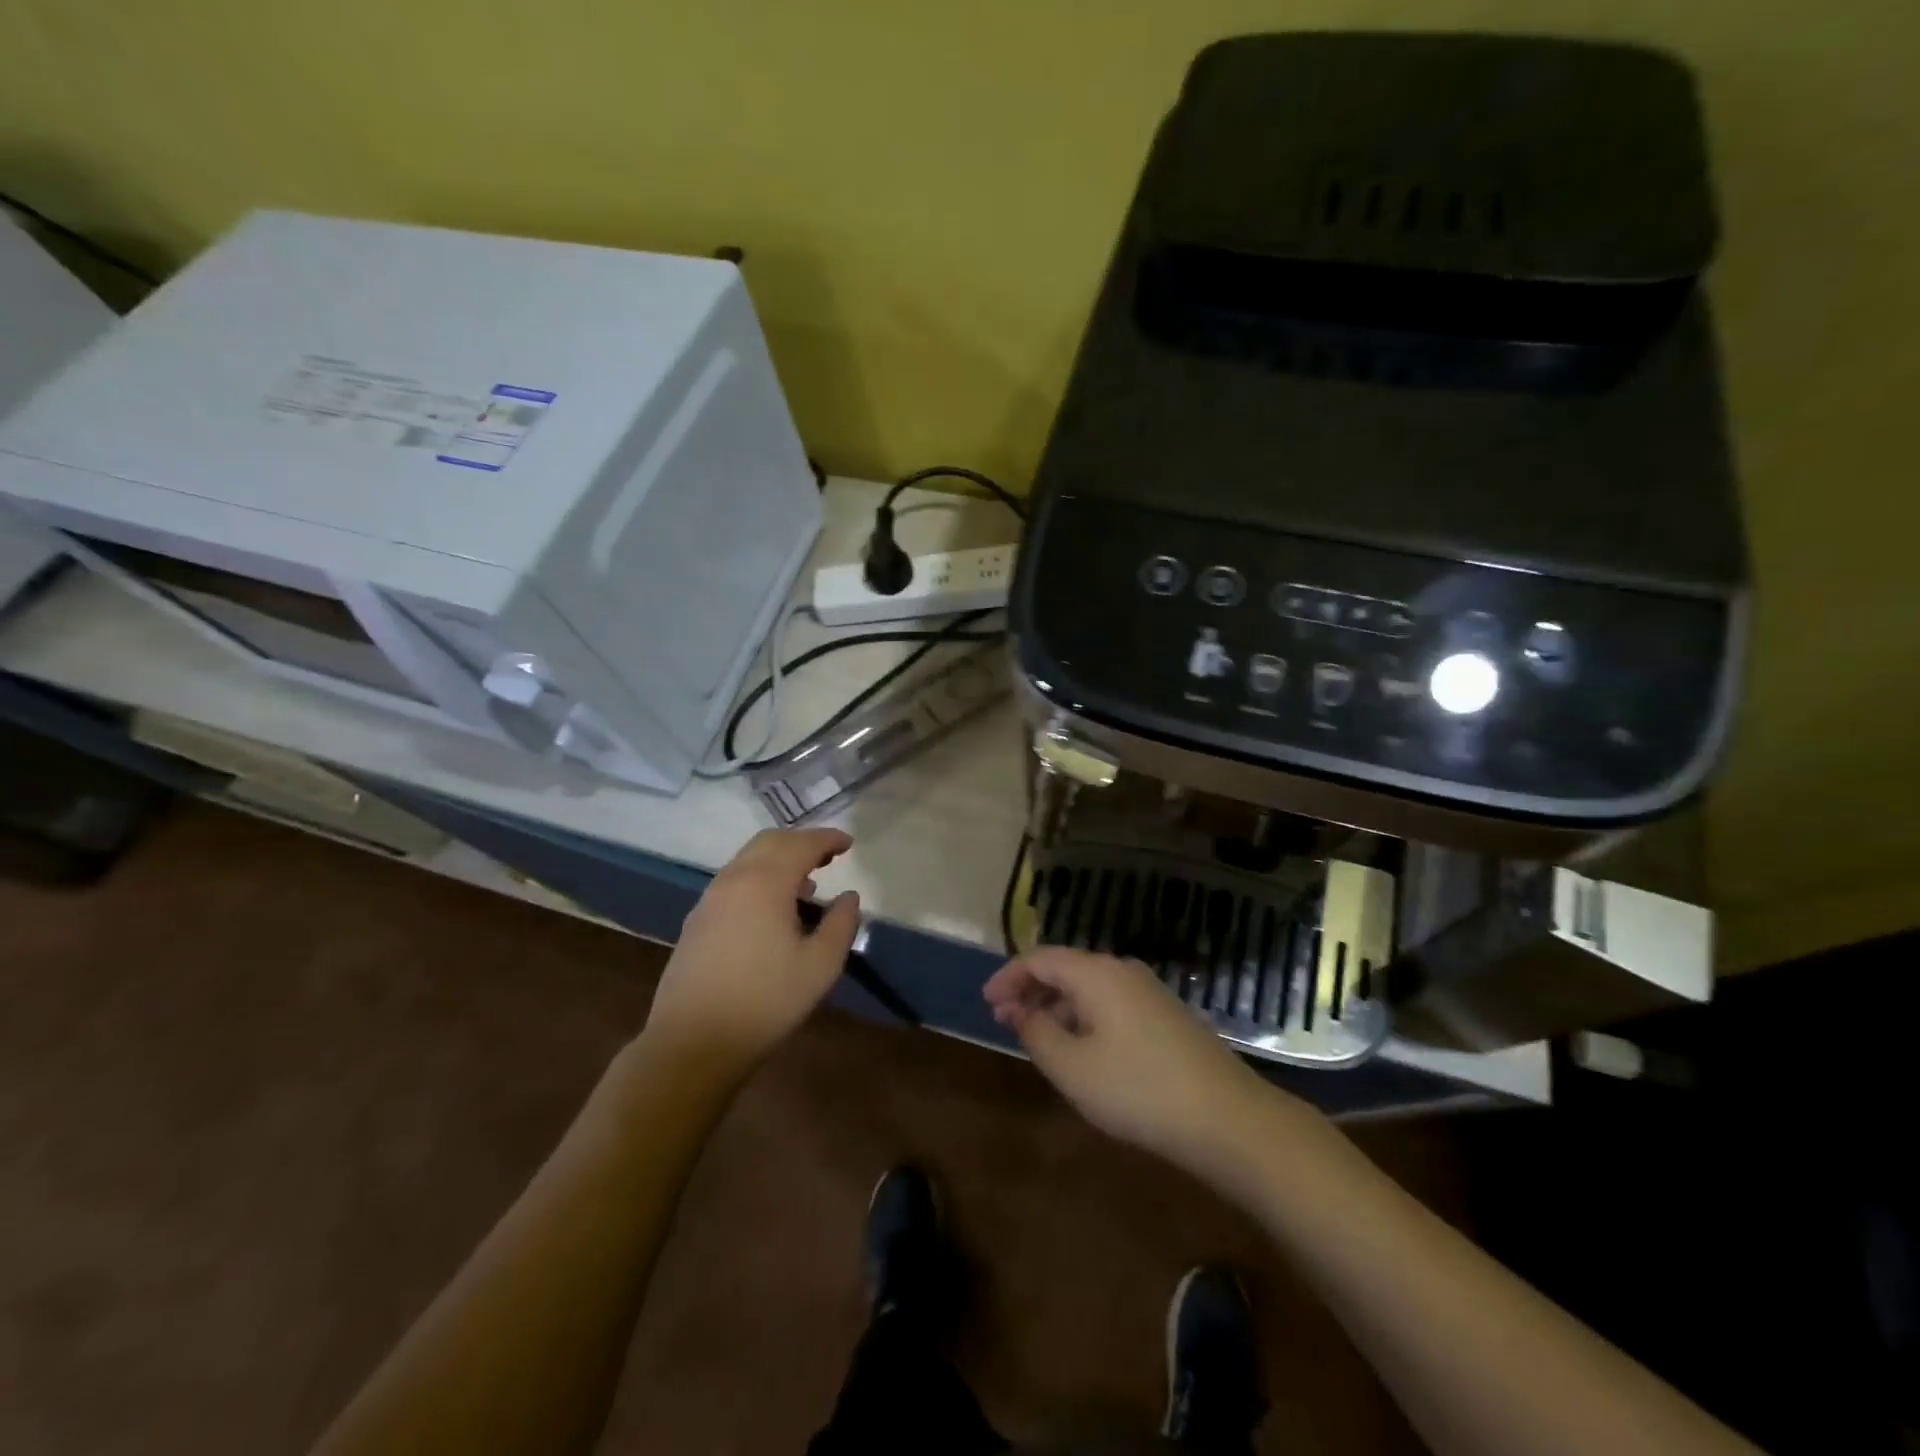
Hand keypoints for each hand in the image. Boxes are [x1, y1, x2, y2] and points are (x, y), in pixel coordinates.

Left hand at [642, 828, 861, 1077]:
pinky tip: (772, 909)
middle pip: (770, 842)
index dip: (827, 839)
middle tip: (828, 856)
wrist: (693, 1042)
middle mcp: (734, 879)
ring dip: (778, 859)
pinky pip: (734, 880)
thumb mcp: (820, 966)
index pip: (801, 844)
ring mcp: (710, 899)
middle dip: (801, 842)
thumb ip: (841, 924)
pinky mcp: (697, 920)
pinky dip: (759, 877)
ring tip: (805, 884)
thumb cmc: (766, 1002)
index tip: (849, 844)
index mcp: (765, 883)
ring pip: (748, 859)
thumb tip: (849, 896)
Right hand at [983, 948, 1274, 1171]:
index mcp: (1096, 973)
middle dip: (1032, 991)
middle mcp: (1123, 970)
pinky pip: (1112, 1004)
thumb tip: (1021, 1011)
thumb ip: (1037, 1033)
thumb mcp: (1072, 1067)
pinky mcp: (1167, 1016)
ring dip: (1058, 1007)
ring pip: (1090, 988)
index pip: (1040, 959)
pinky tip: (1082, 1049)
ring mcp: (1149, 992)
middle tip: (1006, 1020)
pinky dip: (1085, 1017)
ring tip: (1038, 1037)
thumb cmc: (1137, 1089)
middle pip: (1066, 969)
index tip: (987, 1002)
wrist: (1227, 1118)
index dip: (1009, 977)